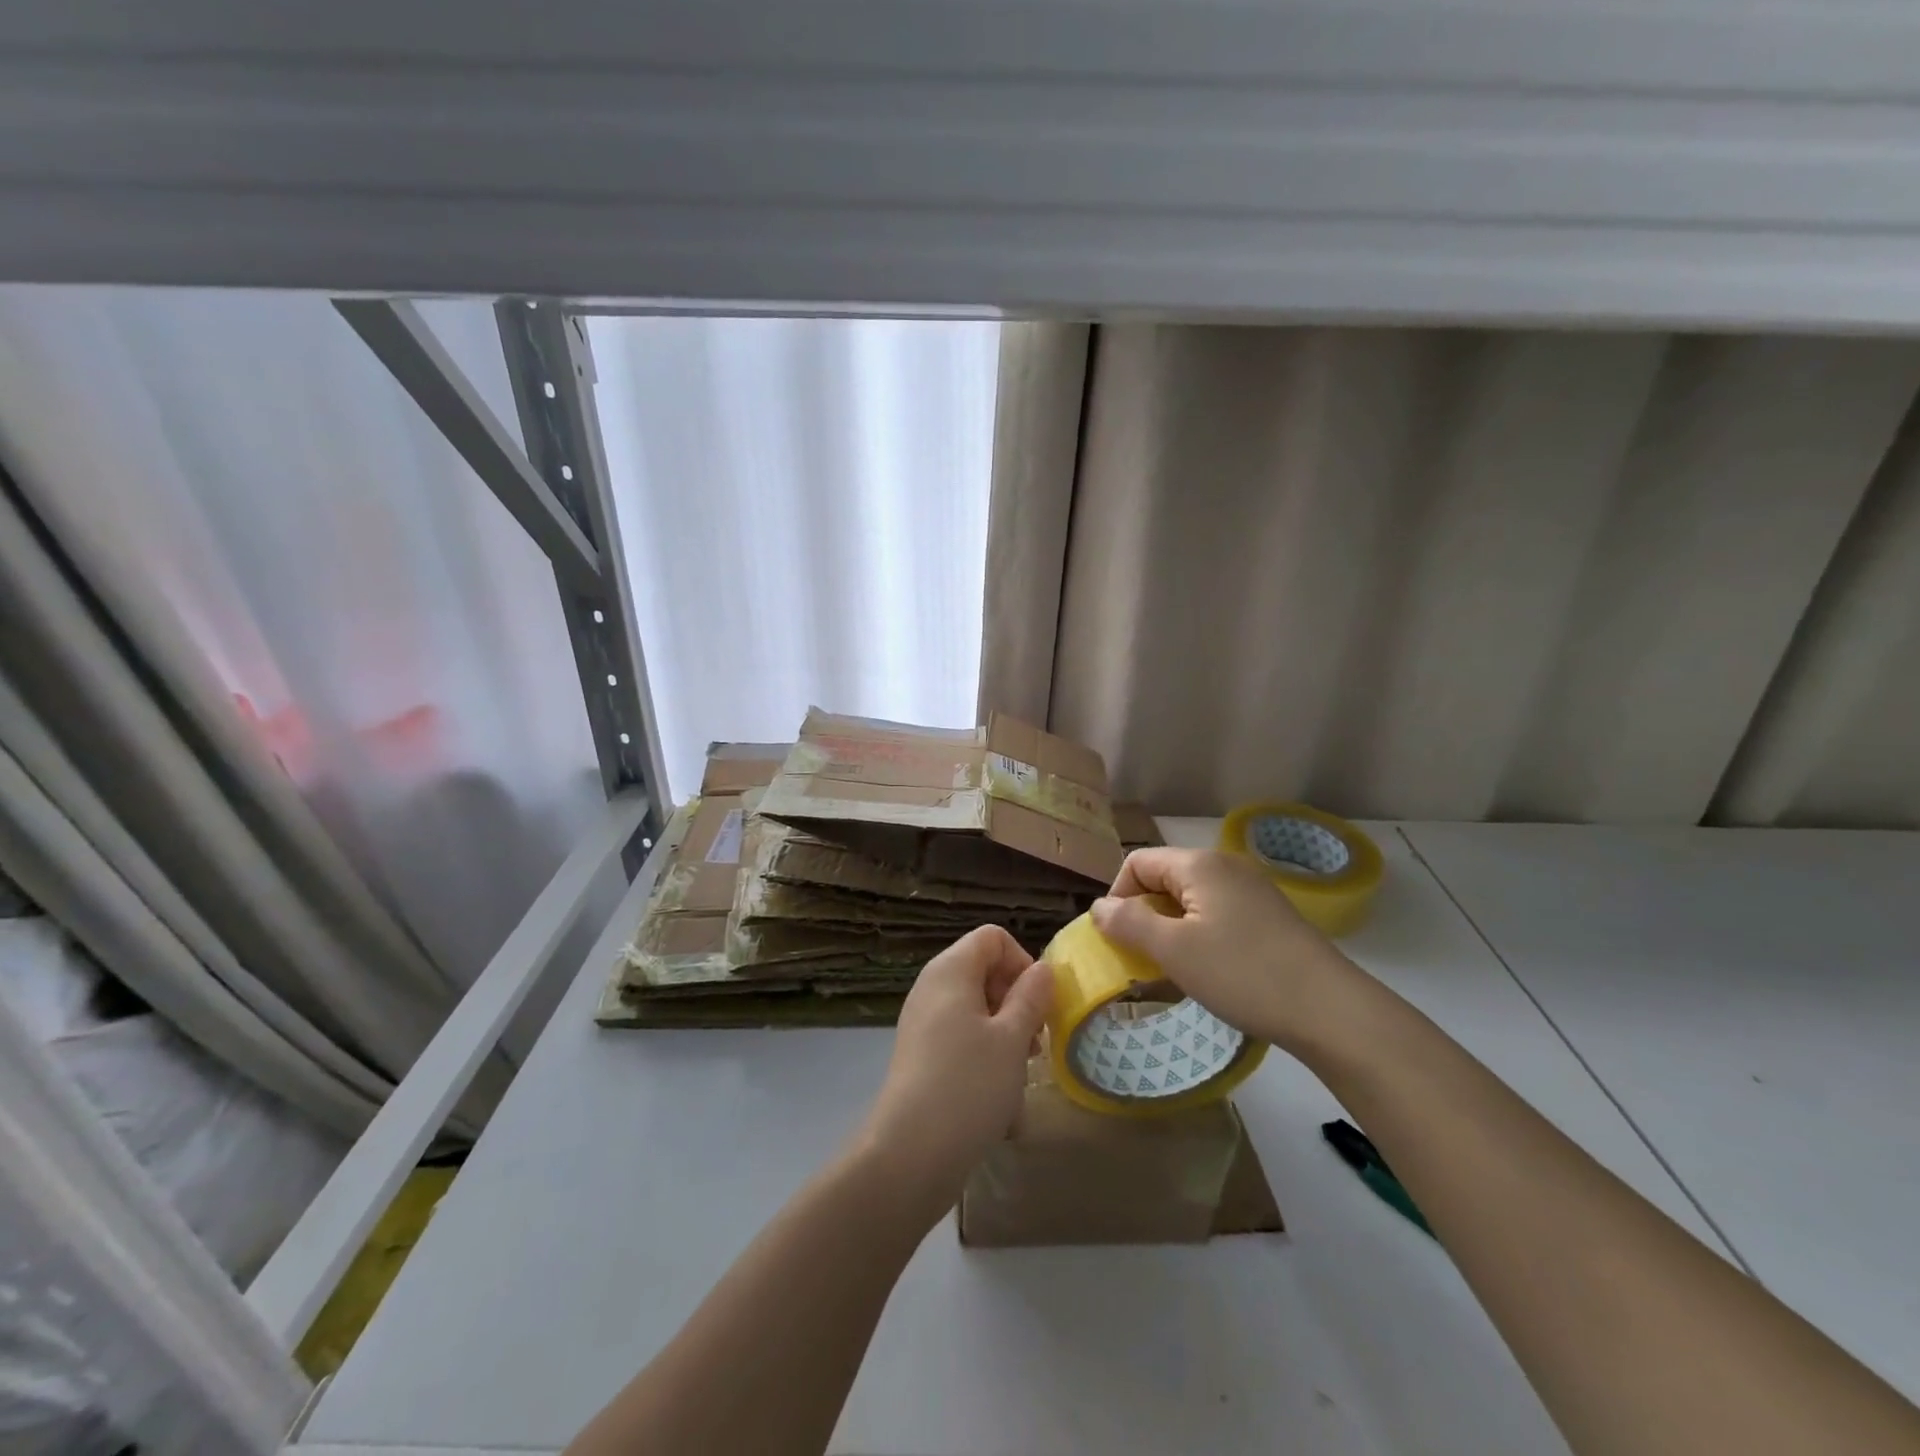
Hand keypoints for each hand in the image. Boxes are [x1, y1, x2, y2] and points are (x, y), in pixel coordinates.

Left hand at [855, 925, 1052, 1220]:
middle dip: (1017, 1000)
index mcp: (951, 970)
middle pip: (984, 971)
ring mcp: (923, 1022)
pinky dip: (984, 1055)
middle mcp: (932, 987)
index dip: (1022, 961)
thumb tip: (1043, 969)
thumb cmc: (969, 1085)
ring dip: (1005, 1032)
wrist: (910, 1153)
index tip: (1039, 1003)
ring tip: (1021, 1071)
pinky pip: (961, 1038)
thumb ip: (1032, 997)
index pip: (992, 937)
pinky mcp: (921, 1055)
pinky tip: (998, 1096)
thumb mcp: (1012, 1038)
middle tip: (1035, 1041)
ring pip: (976, 1009)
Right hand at [1090, 847, 1362, 1052]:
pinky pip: (1218, 916)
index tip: (1117, 939)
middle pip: (1164, 879)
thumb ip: (1128, 923)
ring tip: (1171, 971)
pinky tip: (1207, 973)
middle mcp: (1226, 866)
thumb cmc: (1242, 973)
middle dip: (1143, 915)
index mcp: (1199, 864)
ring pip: (1191, 901)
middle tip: (1140, 960)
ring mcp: (1252, 891)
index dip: (1118, 896)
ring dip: (1170, 931)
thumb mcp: (1173, 950)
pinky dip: (1200, 937)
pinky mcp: (1270, 917)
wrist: (1330, 1010)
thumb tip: (1098, 906)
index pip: (1137, 862)